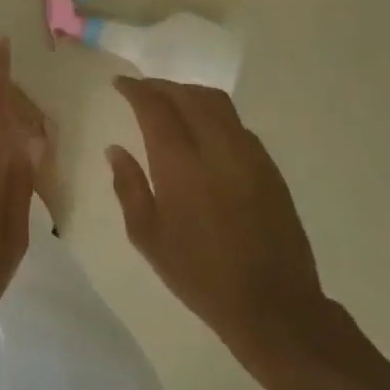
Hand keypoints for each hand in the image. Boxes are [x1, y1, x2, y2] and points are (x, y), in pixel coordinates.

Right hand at [107, 78, 326, 369]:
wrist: (273, 306)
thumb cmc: (199, 275)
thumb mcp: (147, 237)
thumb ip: (129, 187)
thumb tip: (115, 149)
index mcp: (181, 166)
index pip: (156, 108)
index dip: (136, 90)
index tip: (120, 84)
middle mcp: (218, 149)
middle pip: (189, 96)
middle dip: (161, 87)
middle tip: (141, 90)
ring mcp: (250, 156)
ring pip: (218, 104)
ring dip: (189, 94)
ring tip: (170, 102)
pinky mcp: (270, 169)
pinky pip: (237, 124)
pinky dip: (213, 114)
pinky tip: (202, 131)